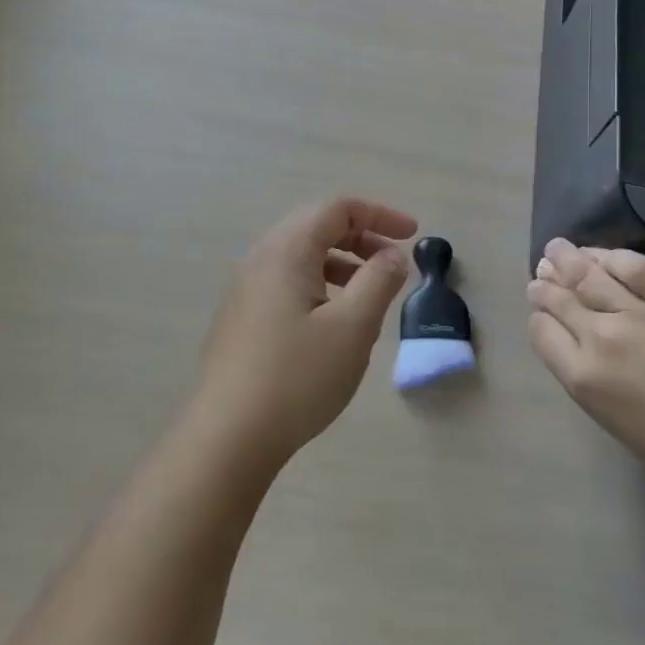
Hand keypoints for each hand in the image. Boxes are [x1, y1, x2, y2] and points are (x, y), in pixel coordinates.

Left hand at [193, 198, 417, 471]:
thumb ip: (379, 281)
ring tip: (369, 293)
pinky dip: (320, 285)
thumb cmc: (298, 376)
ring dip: (342, 263)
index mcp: (286, 251)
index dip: (380, 215)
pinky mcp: (242, 318)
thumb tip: (392, 256)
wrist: (230, 436)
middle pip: (317, 227)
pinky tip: (334, 321)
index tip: (414, 235)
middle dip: (361, 237)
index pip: (337, 209)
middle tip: (394, 262)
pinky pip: (287, 282)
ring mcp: (245, 289)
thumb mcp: (353, 327)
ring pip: (302, 257)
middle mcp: (260, 259)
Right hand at [527, 238, 644, 500]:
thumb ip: (596, 386)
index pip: (543, 333)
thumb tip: (585, 357)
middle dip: (546, 284)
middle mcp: (602, 338)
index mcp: (585, 378)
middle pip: (562, 301)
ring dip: (570, 260)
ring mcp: (641, 313)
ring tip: (558, 248)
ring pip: (593, 277)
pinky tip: (605, 254)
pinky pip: (640, 269)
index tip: (540, 310)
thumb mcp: (622, 427)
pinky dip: (616, 258)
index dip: (539, 318)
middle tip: (541, 272)